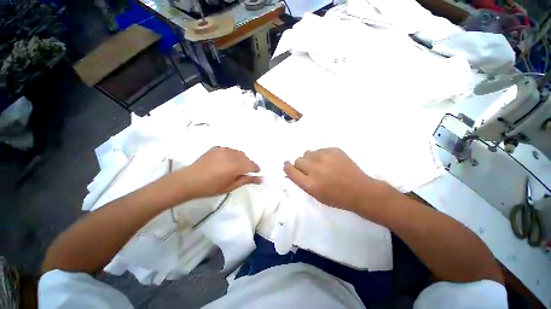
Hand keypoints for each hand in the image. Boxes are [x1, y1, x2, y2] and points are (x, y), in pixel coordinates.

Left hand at [176, 147, 261, 198]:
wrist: (189, 181)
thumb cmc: (211, 187)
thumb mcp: (230, 186)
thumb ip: (246, 180)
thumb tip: (261, 179)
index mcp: (235, 166)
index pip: (251, 165)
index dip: (255, 169)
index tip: (256, 172)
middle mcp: (231, 155)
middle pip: (246, 157)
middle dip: (248, 164)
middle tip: (244, 172)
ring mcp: (223, 150)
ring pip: (238, 153)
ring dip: (241, 159)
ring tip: (235, 167)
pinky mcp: (216, 148)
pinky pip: (230, 150)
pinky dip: (232, 155)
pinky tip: (226, 162)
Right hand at [283, 148, 397, 218]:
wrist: (360, 190)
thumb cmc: (336, 197)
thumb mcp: (315, 194)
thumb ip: (302, 182)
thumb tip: (292, 170)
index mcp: (309, 184)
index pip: (290, 170)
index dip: (287, 167)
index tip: (287, 165)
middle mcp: (314, 169)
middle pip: (298, 160)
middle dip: (302, 164)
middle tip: (311, 169)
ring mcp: (324, 157)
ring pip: (308, 153)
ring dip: (311, 159)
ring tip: (321, 165)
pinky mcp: (333, 150)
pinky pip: (320, 150)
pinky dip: (322, 155)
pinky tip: (331, 162)